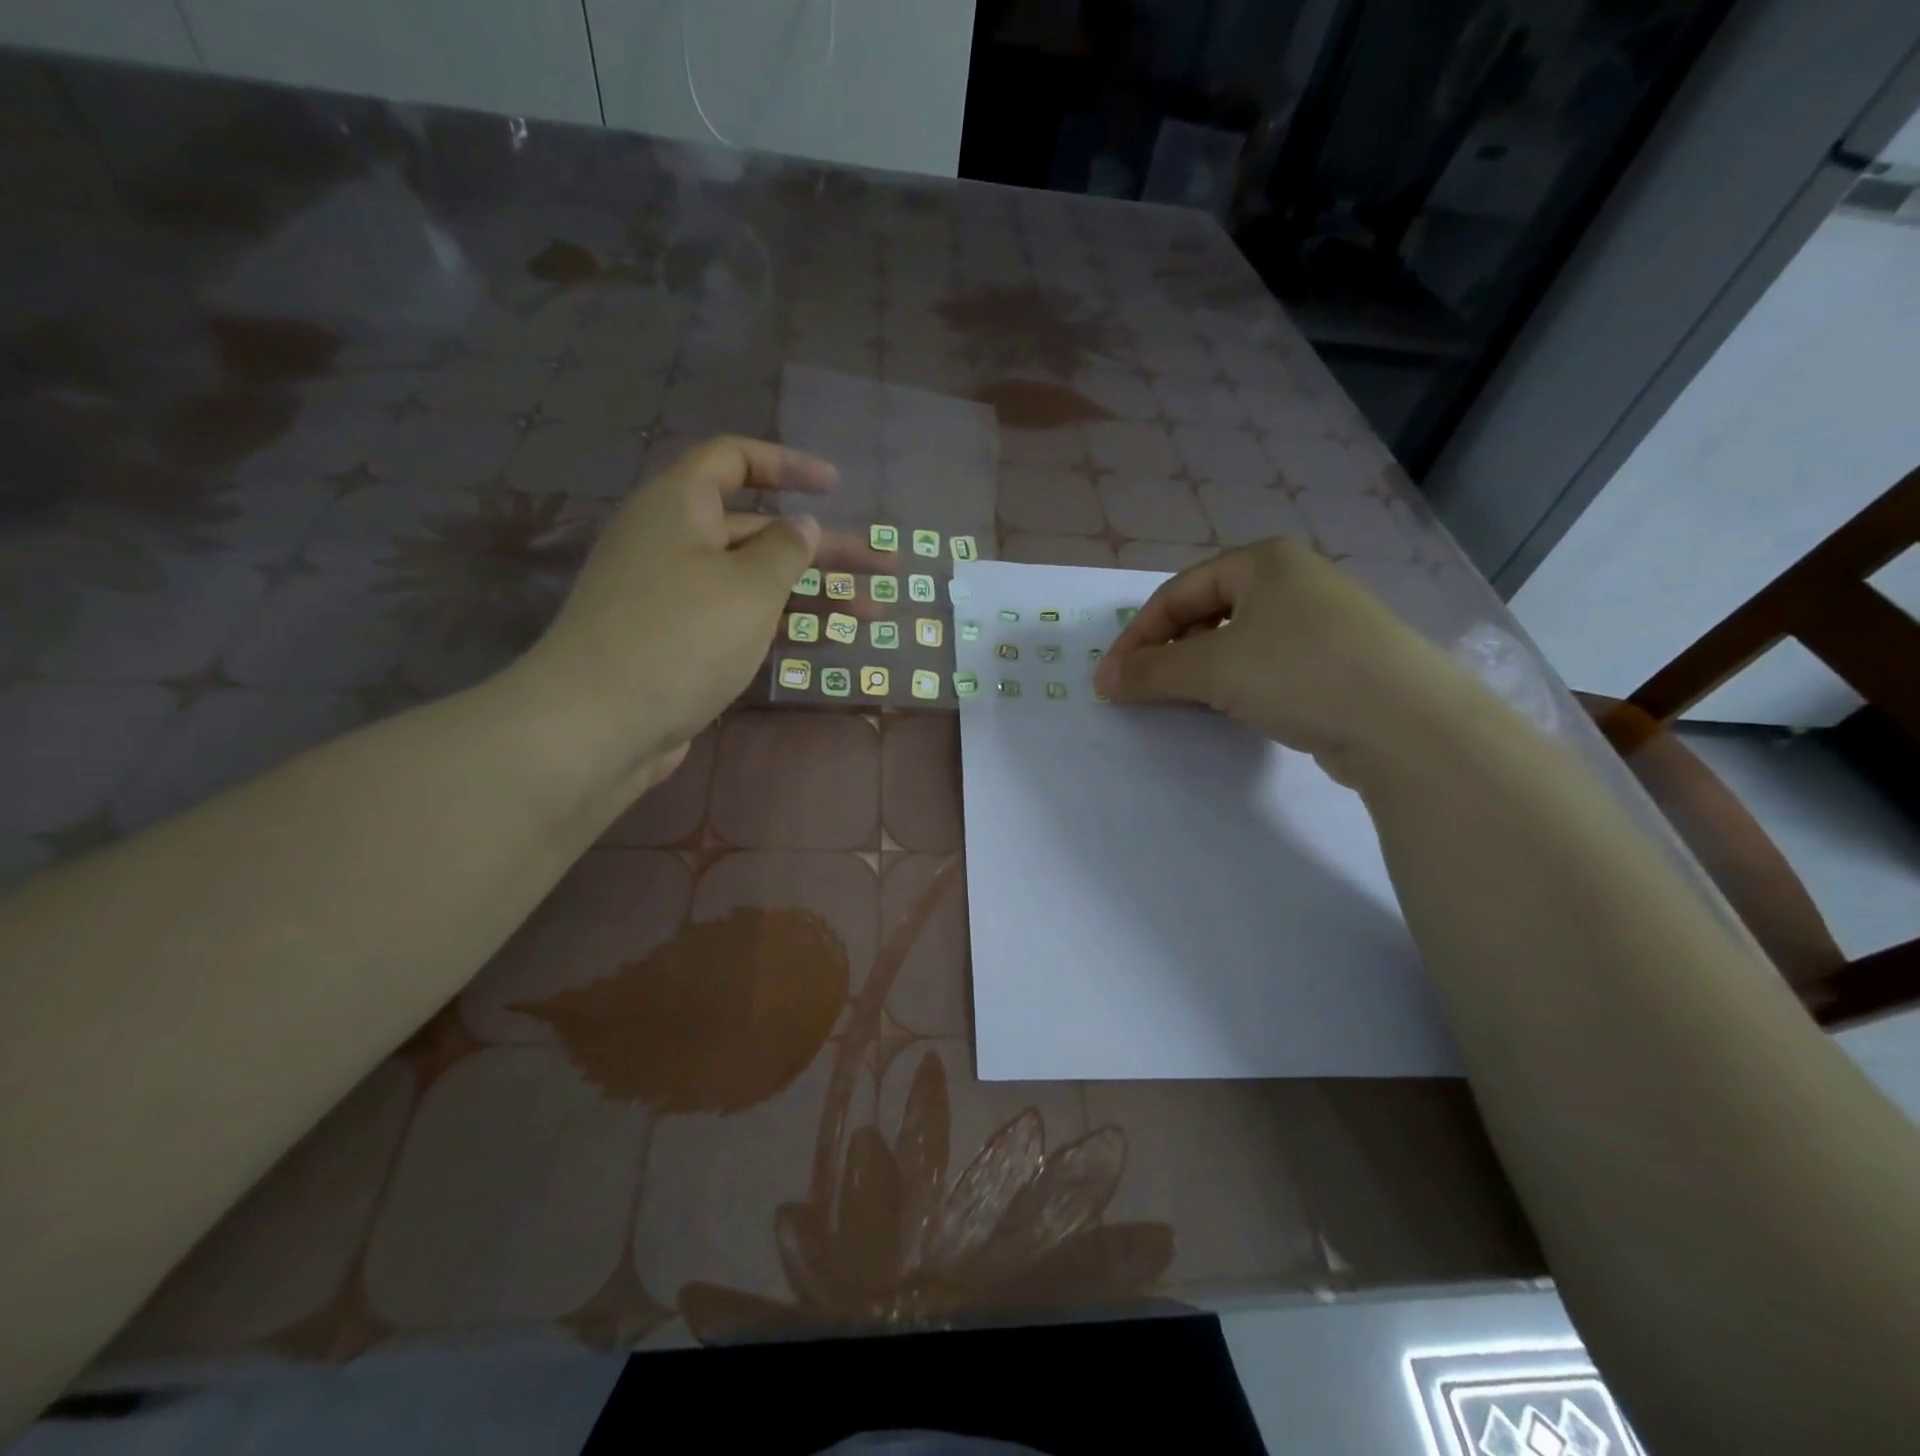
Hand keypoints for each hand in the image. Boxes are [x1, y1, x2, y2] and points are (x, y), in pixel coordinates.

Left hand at [511, 436, 855, 793]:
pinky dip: (784, 626)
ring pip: (758, 582)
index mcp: (680, 507)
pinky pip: (743, 620)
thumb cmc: (681, 637)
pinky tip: (830, 641)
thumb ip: (786, 550)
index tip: (836, 486)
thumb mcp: (748, 586)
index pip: (734, 461)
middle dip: (826, 549)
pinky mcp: (683, 644)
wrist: (600, 724)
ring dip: (816, 595)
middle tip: (886, 566)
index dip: (788, 465)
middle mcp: (677, 544)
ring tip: (874, 612)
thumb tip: (803, 525)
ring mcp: (679, 598)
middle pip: (762, 531)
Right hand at [1093, 537, 1454, 781]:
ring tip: (1180, 701)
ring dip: (1200, 670)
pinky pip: (1267, 665)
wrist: (1406, 723)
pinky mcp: (1337, 661)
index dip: (1136, 636)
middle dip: (1167, 651)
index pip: (1177, 593)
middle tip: (1142, 689)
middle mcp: (1293, 581)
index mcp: (1263, 562)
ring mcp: (1320, 621)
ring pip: (1237, 641)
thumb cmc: (1299, 672)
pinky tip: (1231, 709)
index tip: (1111, 679)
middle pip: (1206, 613)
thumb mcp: (1212, 668)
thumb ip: (1151, 671)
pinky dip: (1237, 684)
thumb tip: (1106, 681)